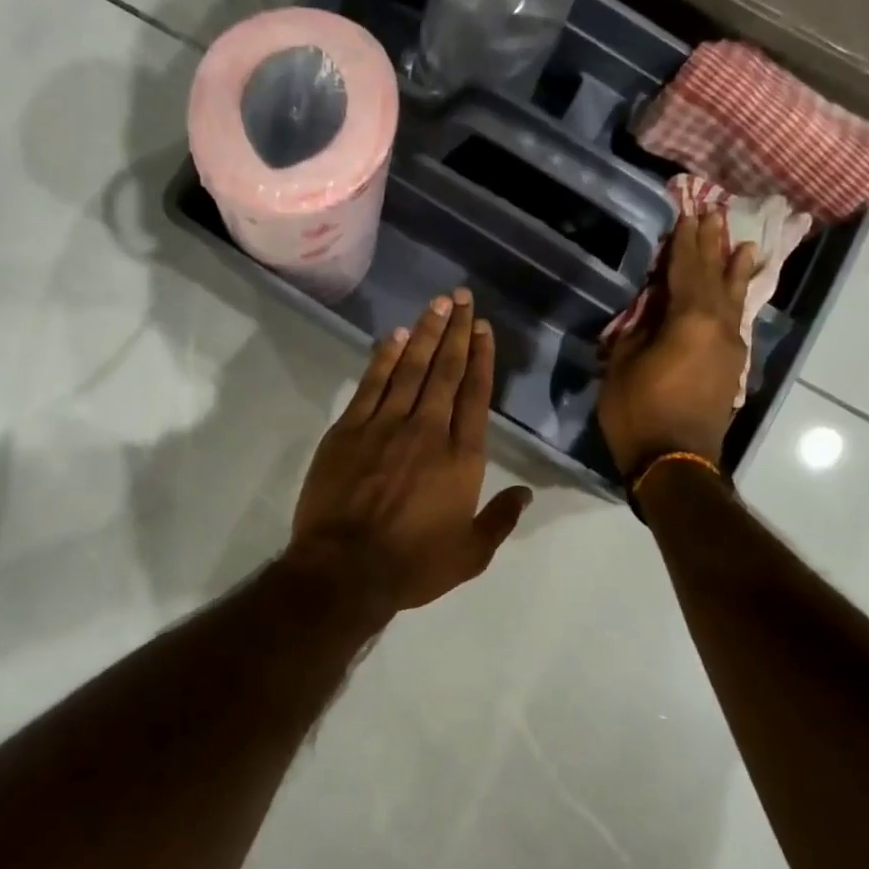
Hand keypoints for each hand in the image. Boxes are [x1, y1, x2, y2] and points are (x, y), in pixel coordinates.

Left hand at [290, 288, 532, 612]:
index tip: (483, 329)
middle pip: (445, 371)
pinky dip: (384, 358)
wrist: (343, 571)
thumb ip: (500, 519)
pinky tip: (394, 336)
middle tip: (462, 297)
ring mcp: (385, 426)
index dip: (481, 358)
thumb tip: (525, 492)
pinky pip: (371, 385)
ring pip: (410, 369)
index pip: (475, 395)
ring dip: (424, 333)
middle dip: (456, 331)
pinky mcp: (348, 430)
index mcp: (461, 458)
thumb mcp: (470, 555)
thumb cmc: (412, 565)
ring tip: (437, 304)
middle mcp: (427, 430)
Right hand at [597, 211, 758, 478]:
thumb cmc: (640, 412)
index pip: (686, 269)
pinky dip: (735, 300)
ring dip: (735, 271)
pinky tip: (737, 295)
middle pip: (715, 277)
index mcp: (690, 319)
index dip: (685, 241)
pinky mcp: (732, 367)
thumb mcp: (624, 364)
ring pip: (734, 299)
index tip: (689, 214)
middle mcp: (719, 326)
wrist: (675, 462)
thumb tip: (652, 308)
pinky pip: (735, 320)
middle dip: (713, 246)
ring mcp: (730, 347)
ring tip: (743, 246)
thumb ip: (640, 328)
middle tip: (716, 215)